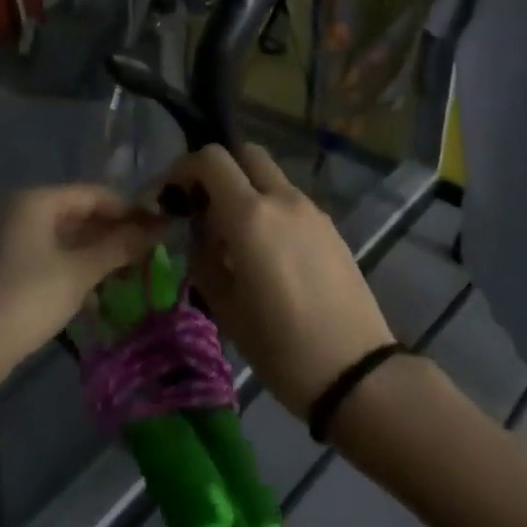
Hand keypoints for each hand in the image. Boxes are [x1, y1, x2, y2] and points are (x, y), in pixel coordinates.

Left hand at [0, 185, 165, 377]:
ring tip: (132, 269)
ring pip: (67, 236)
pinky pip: (54, 254)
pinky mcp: (11, 265)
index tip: (157, 226)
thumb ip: (119, 247)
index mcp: (37, 201)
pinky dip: (78, 265)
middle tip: (149, 249)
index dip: (127, 209)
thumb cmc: (31, 298)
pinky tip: (101, 286)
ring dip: (98, 251)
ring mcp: (14, 238)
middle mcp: (23, 211)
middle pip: (79, 213)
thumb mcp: (81, 272)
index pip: (93, 194)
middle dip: (114, 232)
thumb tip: (156, 229)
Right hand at [172, 144, 396, 420]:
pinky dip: (269, 208)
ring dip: (245, 189)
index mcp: (250, 215)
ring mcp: (311, 210)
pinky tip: (267, 252)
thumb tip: (200, 231)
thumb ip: (204, 256)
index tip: (171, 194)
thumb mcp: (224, 307)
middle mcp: (282, 199)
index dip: (184, 168)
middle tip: (203, 206)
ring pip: (270, 177)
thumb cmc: (280, 347)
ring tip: (234, 237)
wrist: (356, 372)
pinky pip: (290, 201)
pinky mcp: (330, 227)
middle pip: (245, 153)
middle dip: (218, 169)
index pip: (211, 159)